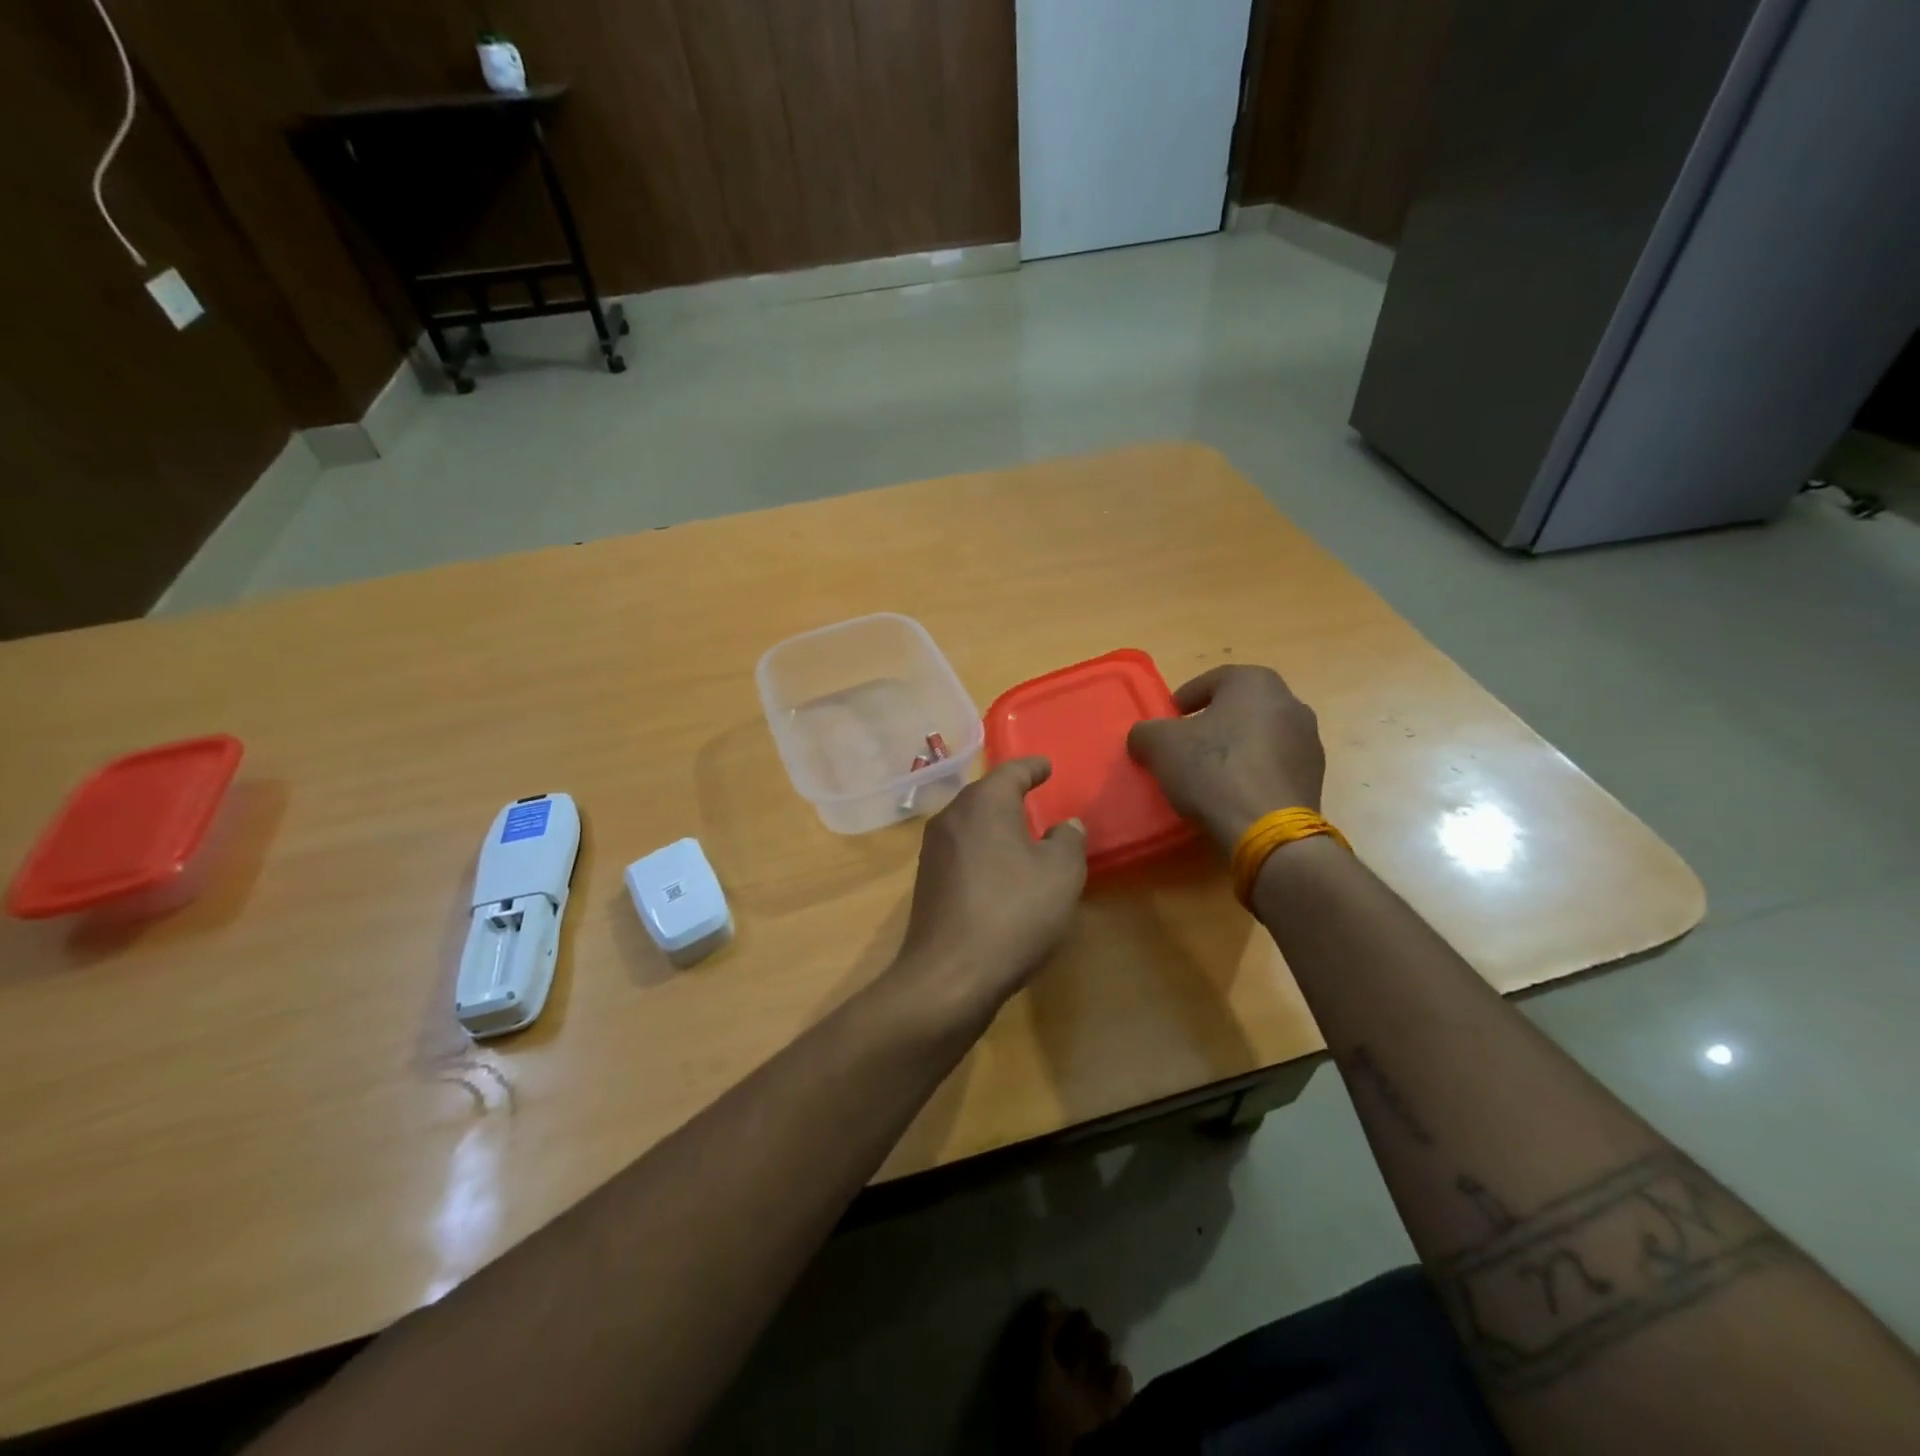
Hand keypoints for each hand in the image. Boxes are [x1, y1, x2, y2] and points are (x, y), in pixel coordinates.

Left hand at [892, 758, 1086, 1020]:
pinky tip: (998, 870)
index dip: (1032, 767)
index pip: (1010, 772)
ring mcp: (932, 851)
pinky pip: (961, 852)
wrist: (949, 975)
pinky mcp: (926, 882)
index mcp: (984, 804)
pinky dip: (982, 851)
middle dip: (1009, 794)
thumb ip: (1068, 841)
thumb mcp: (1060, 874)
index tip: (1046, 766)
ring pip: (970, 824)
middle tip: (1034, 795)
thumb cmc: (1013, 914)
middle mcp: (951, 818)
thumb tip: (1066, 826)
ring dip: (994, 824)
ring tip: (1020, 833)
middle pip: (984, 795)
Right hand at [1126, 665, 1324, 850]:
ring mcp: (1308, 740)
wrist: (1267, 827)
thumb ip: (1146, 732)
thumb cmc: (1212, 769)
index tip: (1168, 721)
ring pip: (1259, 736)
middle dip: (1212, 724)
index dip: (1184, 699)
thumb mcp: (1160, 744)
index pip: (1212, 681)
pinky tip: (1233, 794)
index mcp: (1255, 682)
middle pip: (1239, 708)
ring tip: (1209, 775)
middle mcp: (1289, 702)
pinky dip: (1253, 772)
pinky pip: (1274, 765)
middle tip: (1186, 746)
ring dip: (1235, 748)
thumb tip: (1144, 737)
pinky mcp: (1314, 776)